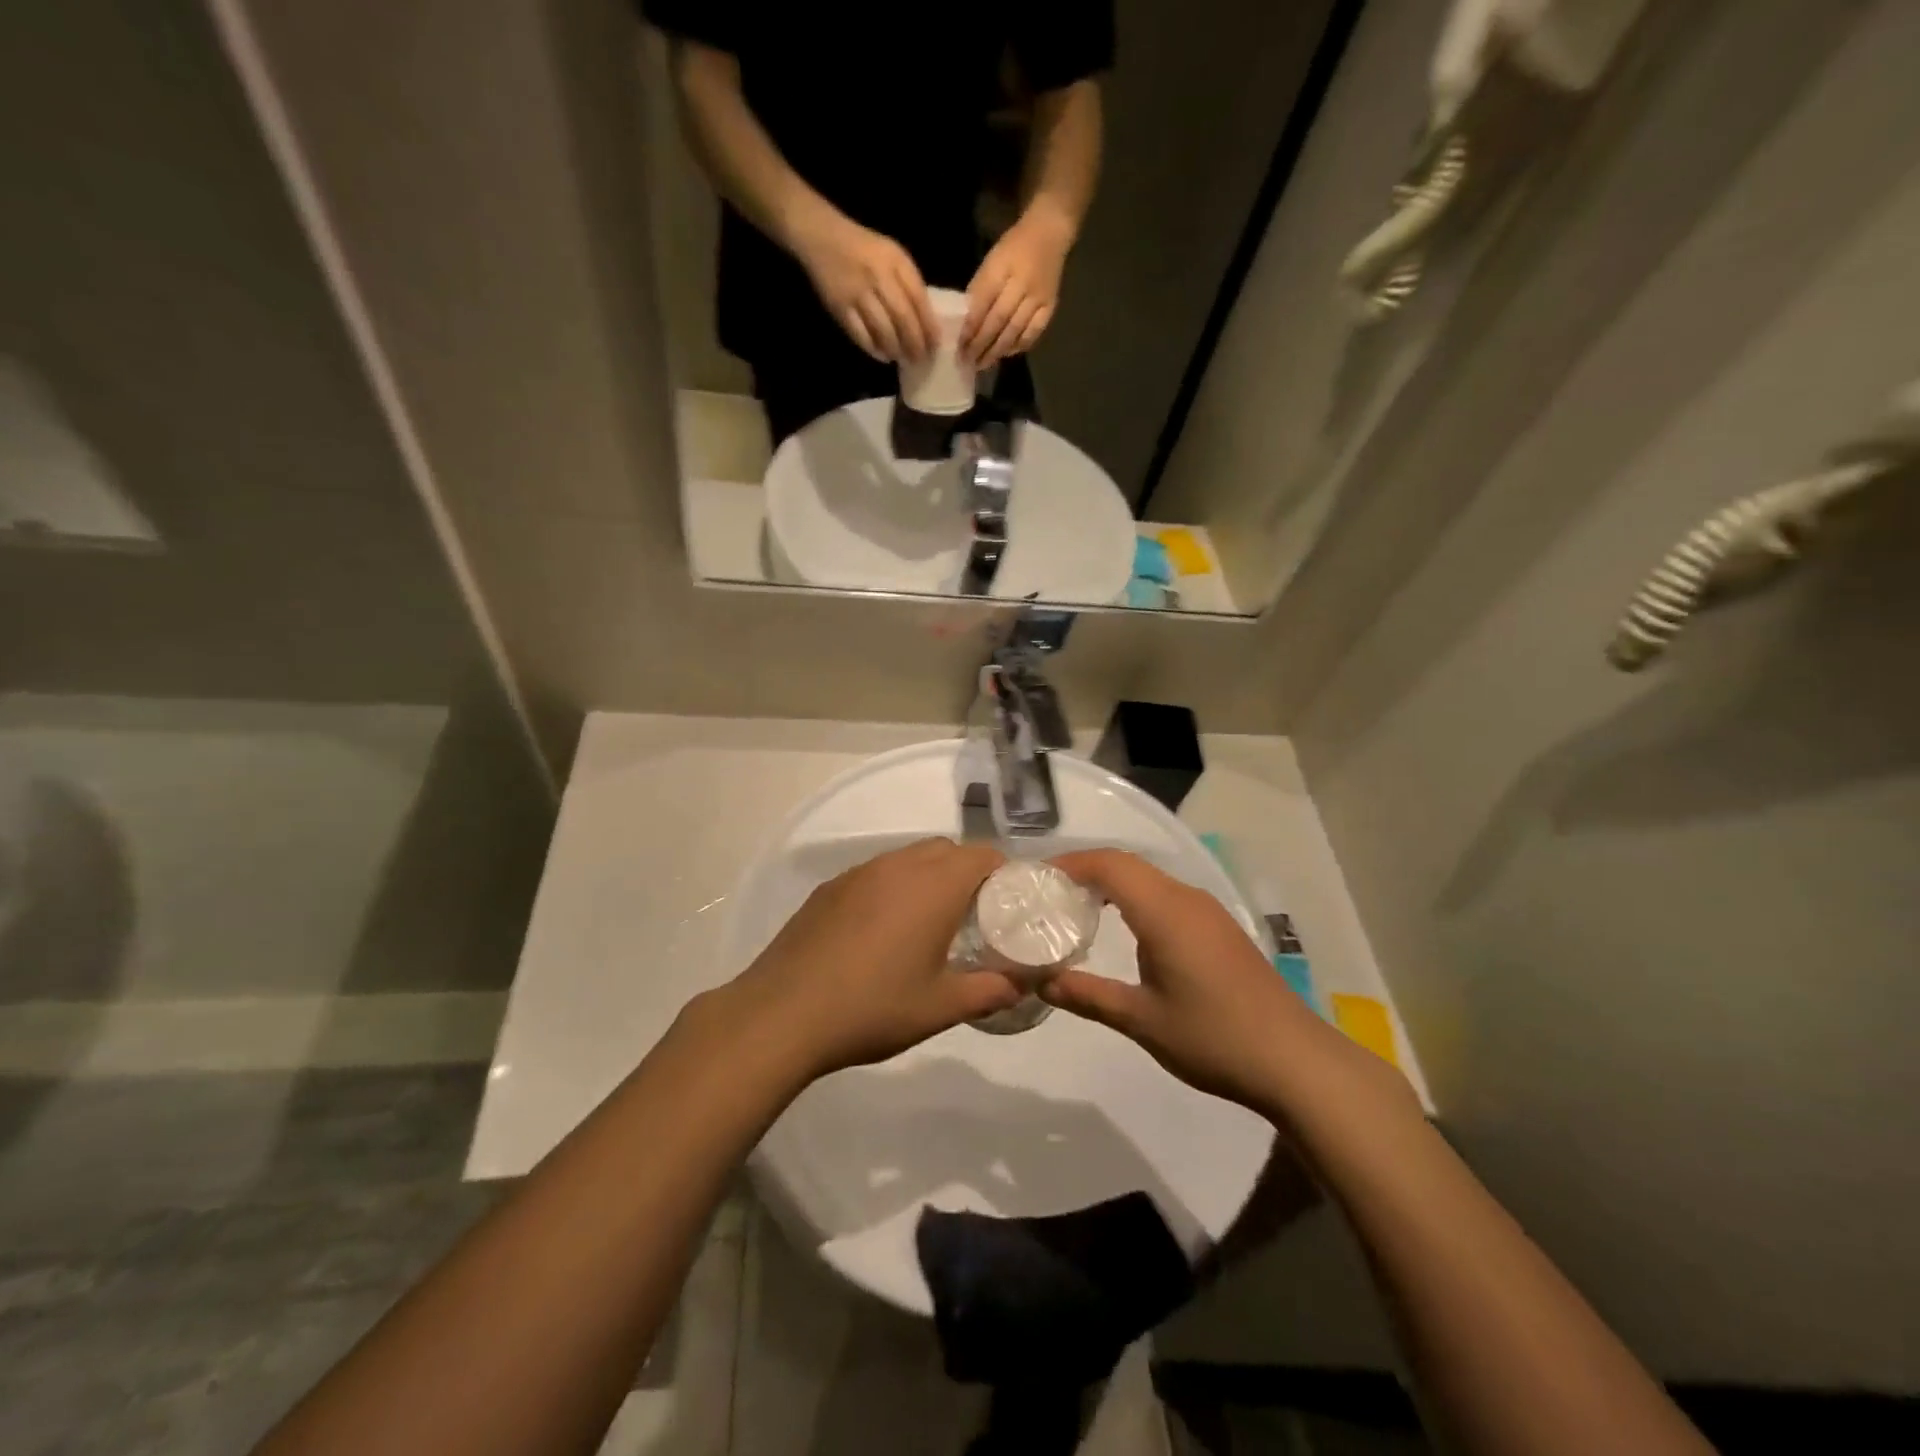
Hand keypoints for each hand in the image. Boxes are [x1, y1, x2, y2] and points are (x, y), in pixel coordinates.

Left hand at [728, 839, 1021, 1078]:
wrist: (782, 1013)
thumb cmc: (872, 1008)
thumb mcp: (940, 1008)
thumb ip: (989, 991)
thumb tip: (1021, 985)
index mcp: (933, 886)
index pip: (982, 855)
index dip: (1003, 874)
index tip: (1008, 906)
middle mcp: (898, 866)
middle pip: (946, 850)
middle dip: (966, 873)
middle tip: (972, 917)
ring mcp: (859, 873)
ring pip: (907, 858)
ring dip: (927, 877)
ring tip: (926, 924)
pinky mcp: (829, 888)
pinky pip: (875, 873)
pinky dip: (892, 888)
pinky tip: (880, 932)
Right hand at [792, 210, 937, 363]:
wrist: (823, 237)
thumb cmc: (865, 250)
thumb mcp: (892, 256)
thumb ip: (908, 283)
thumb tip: (925, 321)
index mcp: (895, 261)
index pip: (918, 299)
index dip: (929, 326)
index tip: (935, 344)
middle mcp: (878, 276)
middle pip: (903, 318)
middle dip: (915, 343)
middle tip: (920, 359)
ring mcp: (857, 292)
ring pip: (883, 330)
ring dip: (896, 349)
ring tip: (902, 358)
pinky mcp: (840, 307)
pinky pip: (861, 335)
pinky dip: (874, 349)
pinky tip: (883, 355)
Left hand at [962, 208, 1073, 367]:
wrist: (1049, 233)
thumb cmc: (1013, 247)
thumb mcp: (991, 260)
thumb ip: (979, 289)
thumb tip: (966, 321)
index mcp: (1001, 269)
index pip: (982, 304)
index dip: (970, 328)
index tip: (959, 346)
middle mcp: (1021, 284)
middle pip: (998, 321)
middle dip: (981, 344)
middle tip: (968, 361)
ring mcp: (1037, 297)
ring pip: (1015, 331)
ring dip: (997, 351)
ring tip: (983, 363)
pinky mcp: (1050, 306)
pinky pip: (1033, 332)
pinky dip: (1018, 346)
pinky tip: (1006, 353)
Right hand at [1042, 850, 1381, 1114]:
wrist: (1294, 1060)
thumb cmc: (1213, 1037)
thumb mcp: (1141, 1020)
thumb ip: (1088, 995)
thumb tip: (1042, 982)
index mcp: (1164, 910)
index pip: (1109, 864)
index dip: (1070, 863)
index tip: (1037, 879)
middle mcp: (1185, 898)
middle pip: (1127, 864)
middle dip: (1085, 870)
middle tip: (1048, 894)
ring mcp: (1206, 911)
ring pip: (1149, 878)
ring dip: (1111, 883)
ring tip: (1075, 908)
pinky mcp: (1218, 927)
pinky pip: (1166, 895)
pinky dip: (1134, 898)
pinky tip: (1122, 928)